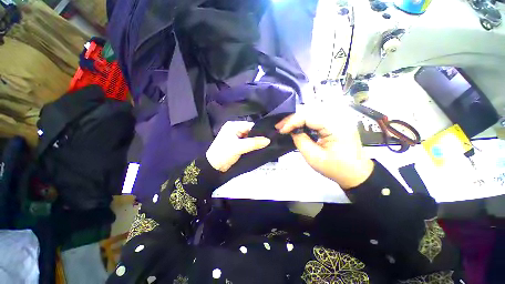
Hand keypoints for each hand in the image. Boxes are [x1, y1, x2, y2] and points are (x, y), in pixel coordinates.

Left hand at [206, 121, 270, 171]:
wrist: (213, 167)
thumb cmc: (224, 153)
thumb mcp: (239, 147)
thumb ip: (254, 143)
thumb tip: (268, 140)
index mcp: (233, 126)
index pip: (250, 125)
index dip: (259, 130)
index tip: (269, 135)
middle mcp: (234, 129)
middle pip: (250, 131)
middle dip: (258, 136)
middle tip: (268, 141)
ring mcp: (236, 137)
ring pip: (249, 137)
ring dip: (255, 141)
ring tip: (266, 144)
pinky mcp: (237, 144)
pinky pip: (247, 142)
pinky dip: (252, 145)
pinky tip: (259, 147)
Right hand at [275, 102, 373, 188]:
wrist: (357, 174)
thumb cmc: (336, 169)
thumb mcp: (314, 157)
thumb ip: (300, 141)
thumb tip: (292, 131)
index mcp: (336, 126)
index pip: (309, 116)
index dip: (292, 121)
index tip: (280, 129)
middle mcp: (338, 117)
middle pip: (310, 111)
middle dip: (293, 118)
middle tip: (280, 126)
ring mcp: (338, 118)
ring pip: (313, 112)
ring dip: (298, 119)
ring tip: (286, 126)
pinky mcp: (336, 122)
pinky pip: (317, 117)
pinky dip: (305, 121)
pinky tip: (298, 127)